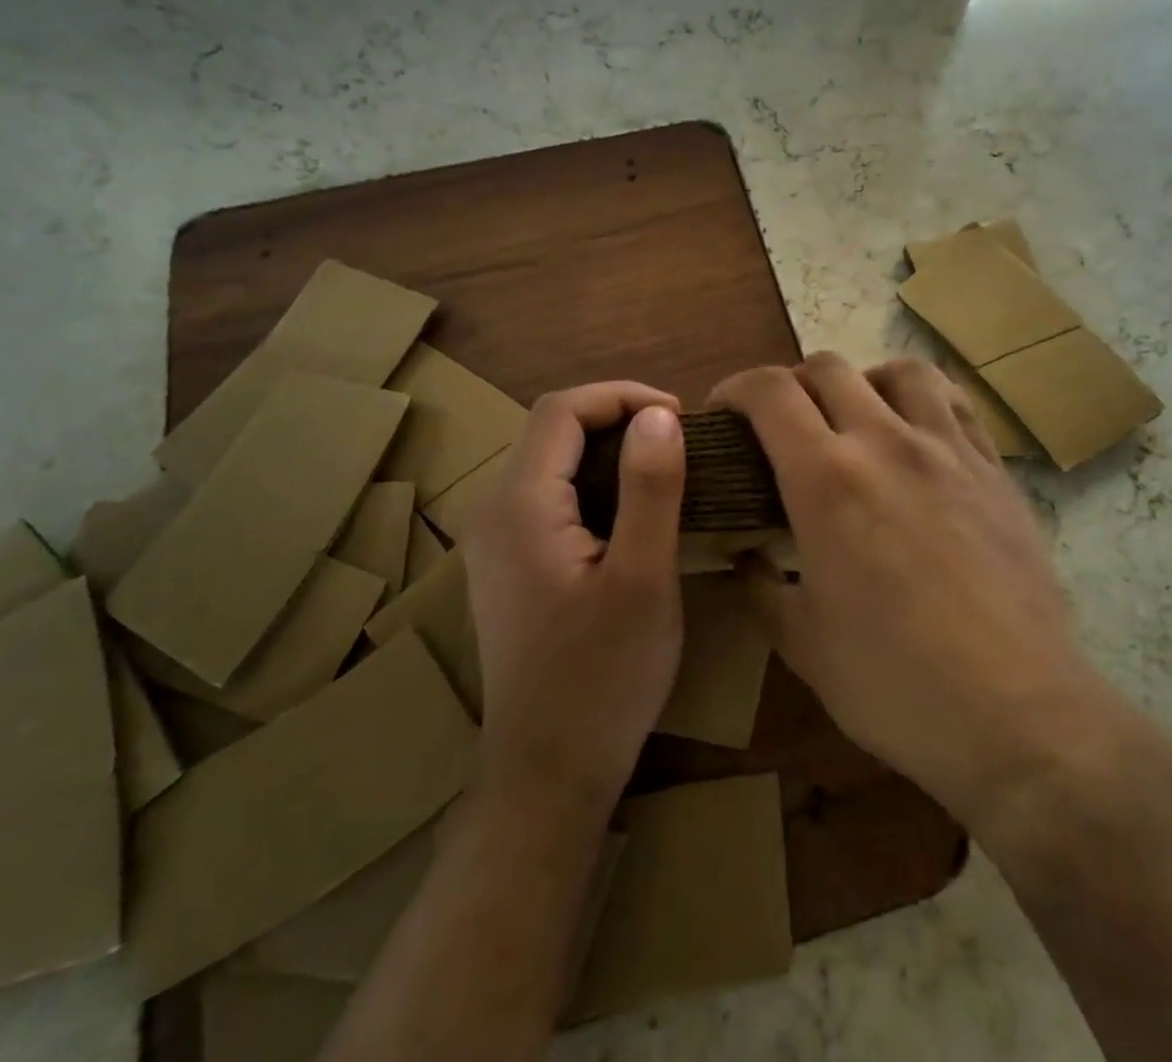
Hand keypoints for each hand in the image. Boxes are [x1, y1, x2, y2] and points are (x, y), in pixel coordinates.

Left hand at [463, 383, 685, 813]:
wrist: (547, 776)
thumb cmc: (602, 679)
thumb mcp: (643, 578)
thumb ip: (650, 488)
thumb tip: (660, 416)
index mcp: (520, 506)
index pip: (562, 411)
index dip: (621, 396)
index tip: (678, 416)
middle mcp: (494, 512)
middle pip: (551, 431)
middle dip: (615, 417)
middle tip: (677, 439)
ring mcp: (495, 542)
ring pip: (550, 463)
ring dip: (605, 449)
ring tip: (663, 465)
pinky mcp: (508, 566)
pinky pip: (548, 497)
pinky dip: (592, 481)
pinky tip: (630, 508)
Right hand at [713, 354, 1086, 826]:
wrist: (1019, 714)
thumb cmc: (895, 684)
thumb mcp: (803, 644)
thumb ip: (763, 588)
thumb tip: (746, 558)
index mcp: (826, 480)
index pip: (770, 393)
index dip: (736, 388)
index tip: (724, 411)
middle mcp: (885, 443)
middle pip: (828, 368)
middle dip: (791, 384)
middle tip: (783, 425)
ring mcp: (948, 450)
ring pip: (900, 371)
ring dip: (862, 381)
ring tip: (856, 417)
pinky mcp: (995, 469)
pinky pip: (956, 403)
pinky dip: (924, 400)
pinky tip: (918, 435)